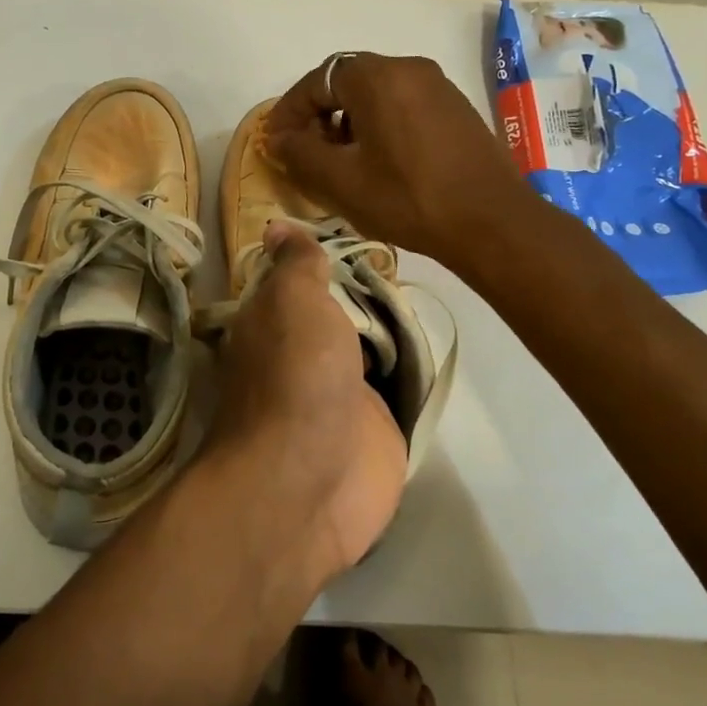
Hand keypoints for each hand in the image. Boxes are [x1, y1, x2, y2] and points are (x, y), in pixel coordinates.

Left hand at [203, 223, 404, 578]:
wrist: (311, 479)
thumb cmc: (296, 375)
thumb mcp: (291, 300)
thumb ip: (295, 265)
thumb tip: (278, 226)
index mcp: (271, 324)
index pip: (295, 281)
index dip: (321, 259)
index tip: (358, 233)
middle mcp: (300, 357)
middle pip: (337, 314)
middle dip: (366, 292)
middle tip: (409, 259)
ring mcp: (339, 396)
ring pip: (368, 350)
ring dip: (391, 330)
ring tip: (430, 290)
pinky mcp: (374, 429)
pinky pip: (396, 389)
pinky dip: (411, 372)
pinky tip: (435, 345)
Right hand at [264, 52, 532, 266]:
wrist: (492, 222)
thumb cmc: (407, 198)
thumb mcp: (341, 180)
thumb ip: (300, 152)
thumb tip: (277, 137)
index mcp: (377, 77)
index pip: (317, 81)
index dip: (289, 110)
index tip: (274, 141)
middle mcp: (408, 68)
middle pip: (347, 81)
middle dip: (319, 113)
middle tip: (304, 150)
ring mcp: (437, 86)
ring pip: (376, 92)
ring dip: (349, 119)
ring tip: (339, 159)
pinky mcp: (455, 107)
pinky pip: (403, 104)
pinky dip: (379, 123)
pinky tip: (377, 160)